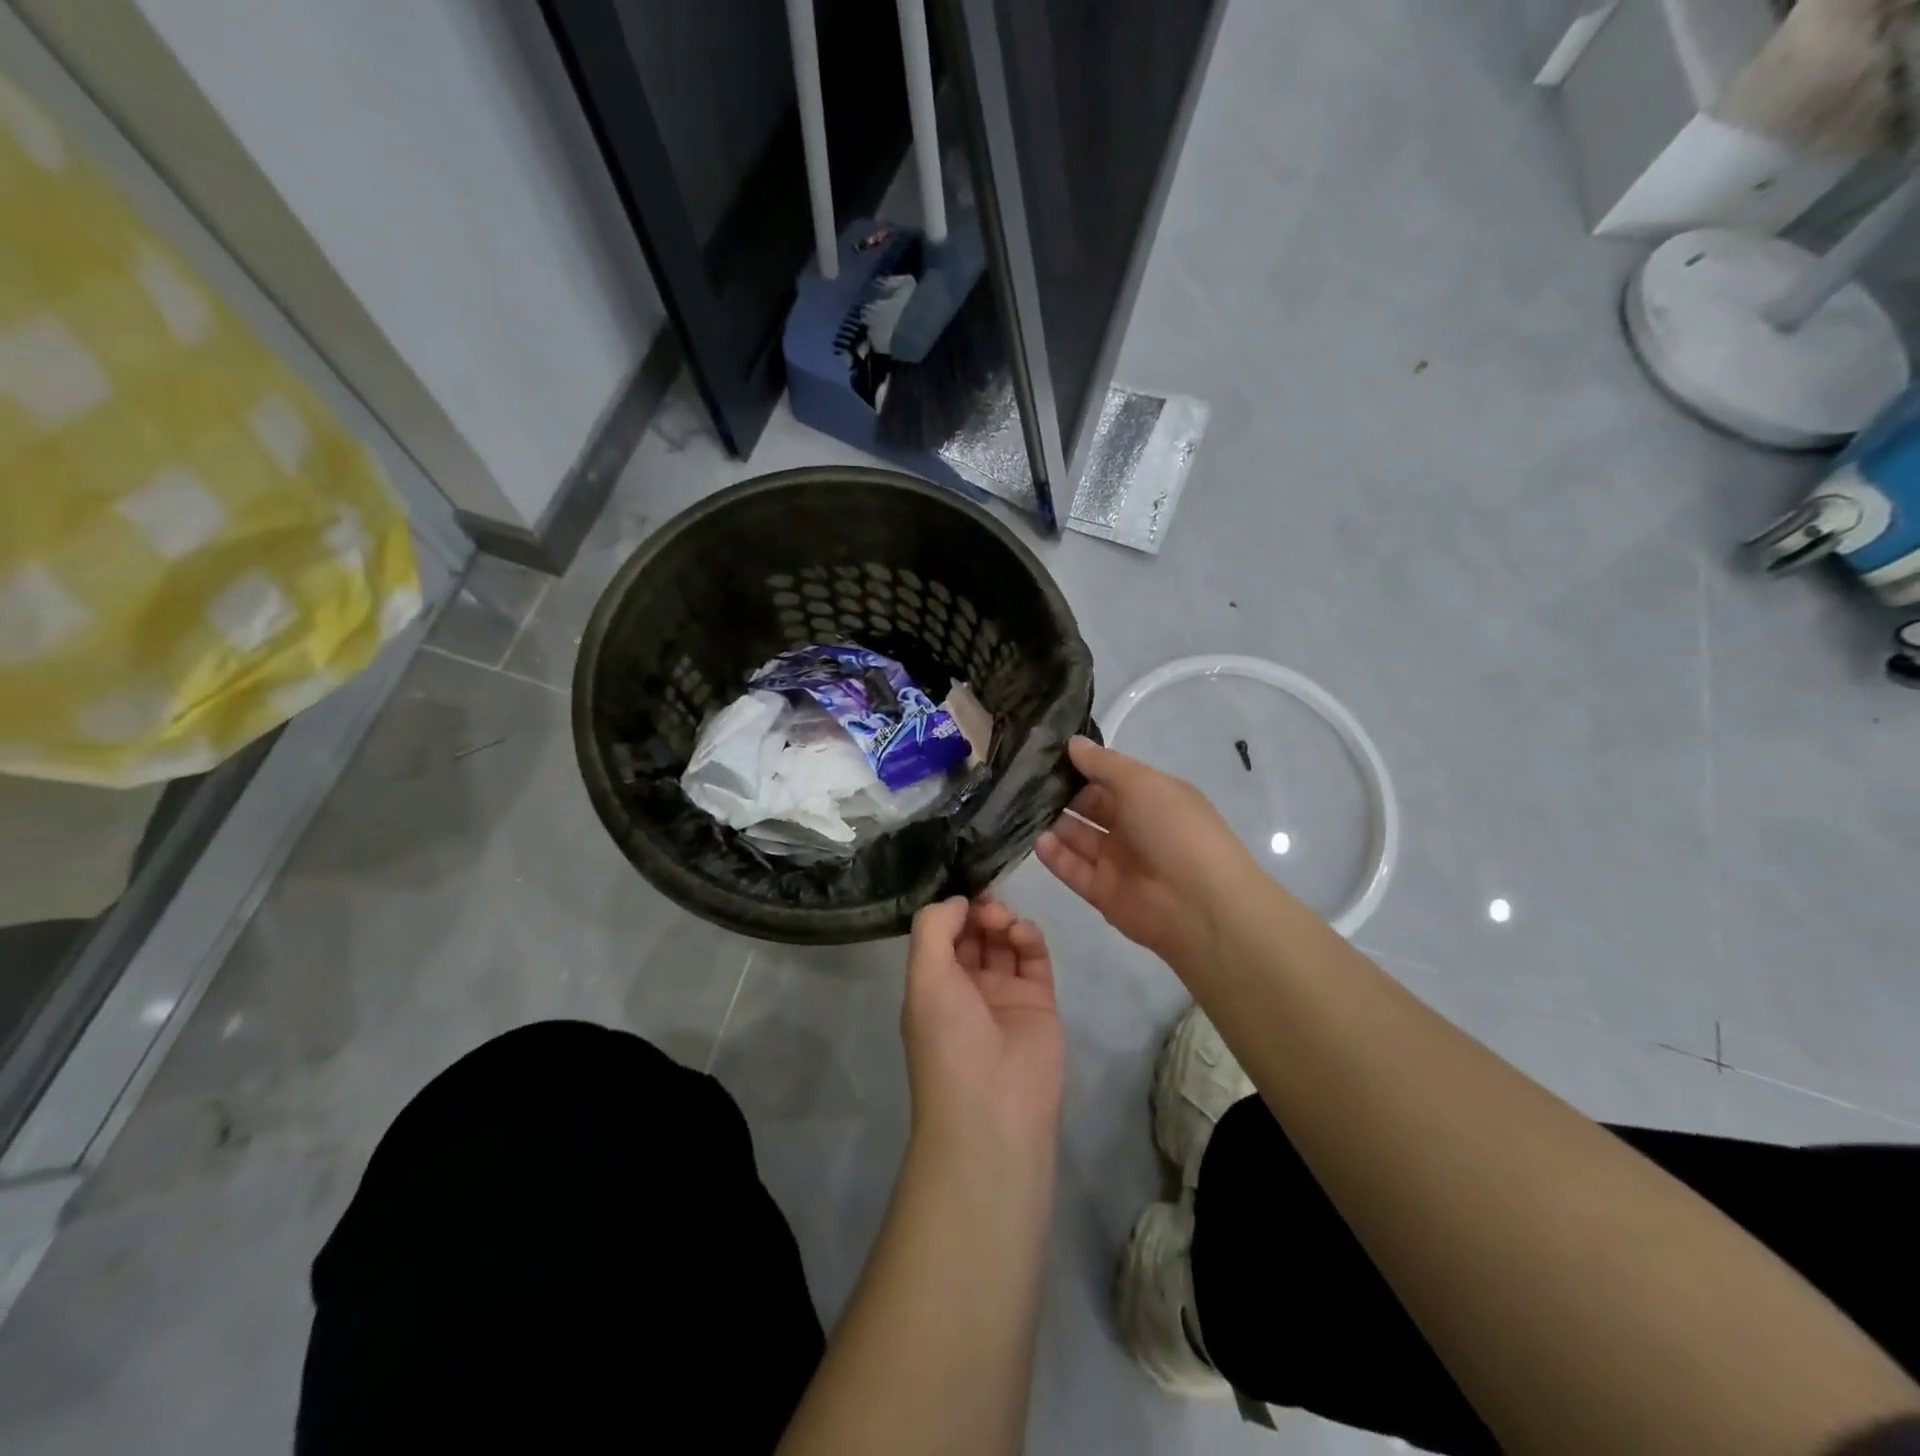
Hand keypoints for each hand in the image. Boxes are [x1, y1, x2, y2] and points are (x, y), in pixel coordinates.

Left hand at [901, 895, 1062, 1157]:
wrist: (994, 1109)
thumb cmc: (948, 1040)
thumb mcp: (924, 979)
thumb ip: (935, 929)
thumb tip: (958, 900)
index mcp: (933, 985)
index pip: (943, 935)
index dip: (952, 909)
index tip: (964, 887)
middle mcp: (967, 987)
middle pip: (974, 934)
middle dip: (979, 910)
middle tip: (986, 900)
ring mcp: (1004, 994)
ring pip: (1004, 941)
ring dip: (1003, 920)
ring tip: (1002, 921)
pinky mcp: (1039, 1001)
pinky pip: (1034, 958)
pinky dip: (1029, 938)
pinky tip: (1020, 933)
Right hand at [1036, 735, 1258, 969]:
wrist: (1199, 905)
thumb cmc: (1175, 830)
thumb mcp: (1142, 783)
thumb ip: (1104, 764)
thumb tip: (1073, 743)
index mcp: (1152, 797)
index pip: (1111, 778)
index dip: (1082, 766)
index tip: (1046, 753)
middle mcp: (1135, 827)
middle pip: (1091, 807)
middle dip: (1062, 794)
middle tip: (1023, 779)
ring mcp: (1118, 861)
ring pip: (1079, 838)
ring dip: (1055, 823)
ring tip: (1021, 807)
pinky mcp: (1103, 892)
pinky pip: (1074, 869)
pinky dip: (1056, 856)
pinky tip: (1038, 840)